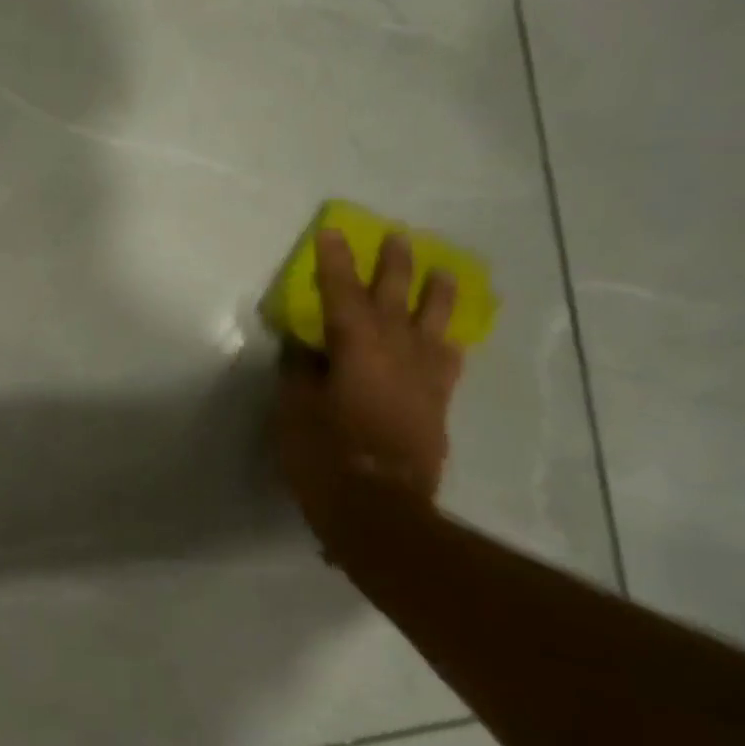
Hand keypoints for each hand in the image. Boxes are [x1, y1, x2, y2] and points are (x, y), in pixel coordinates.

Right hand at [276, 230, 462, 505]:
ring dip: (436, 296)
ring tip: (444, 272)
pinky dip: (446, 343)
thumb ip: (300, 372)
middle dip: (394, 267)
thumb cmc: (325, 457)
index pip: (342, 295)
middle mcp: (396, 355)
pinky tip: (449, 337)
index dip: (335, 263)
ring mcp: (423, 380)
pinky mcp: (436, 406)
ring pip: (434, 326)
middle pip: (396, 300)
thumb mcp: (295, 411)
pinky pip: (446, 363)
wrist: (380, 512)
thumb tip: (305, 346)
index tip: (333, 233)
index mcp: (357, 351)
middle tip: (398, 237)